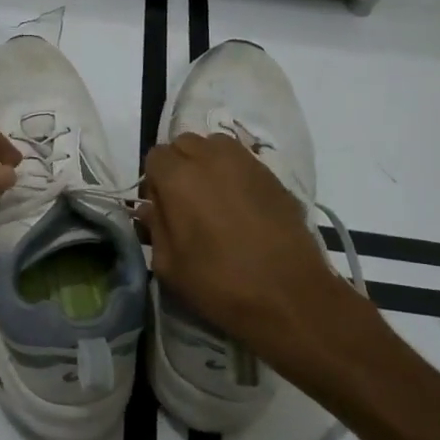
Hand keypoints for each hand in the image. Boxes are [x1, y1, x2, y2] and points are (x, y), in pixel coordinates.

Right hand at [139, 133, 346, 369]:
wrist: (290, 296)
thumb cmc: (221, 284)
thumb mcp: (170, 266)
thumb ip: (155, 228)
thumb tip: (149, 208)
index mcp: (179, 178)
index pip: (155, 156)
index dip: (154, 181)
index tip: (161, 206)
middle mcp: (211, 159)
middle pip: (184, 143)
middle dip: (179, 165)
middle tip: (185, 200)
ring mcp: (246, 163)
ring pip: (215, 145)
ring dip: (207, 162)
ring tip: (213, 197)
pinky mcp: (273, 176)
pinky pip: (243, 161)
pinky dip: (234, 173)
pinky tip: (240, 205)